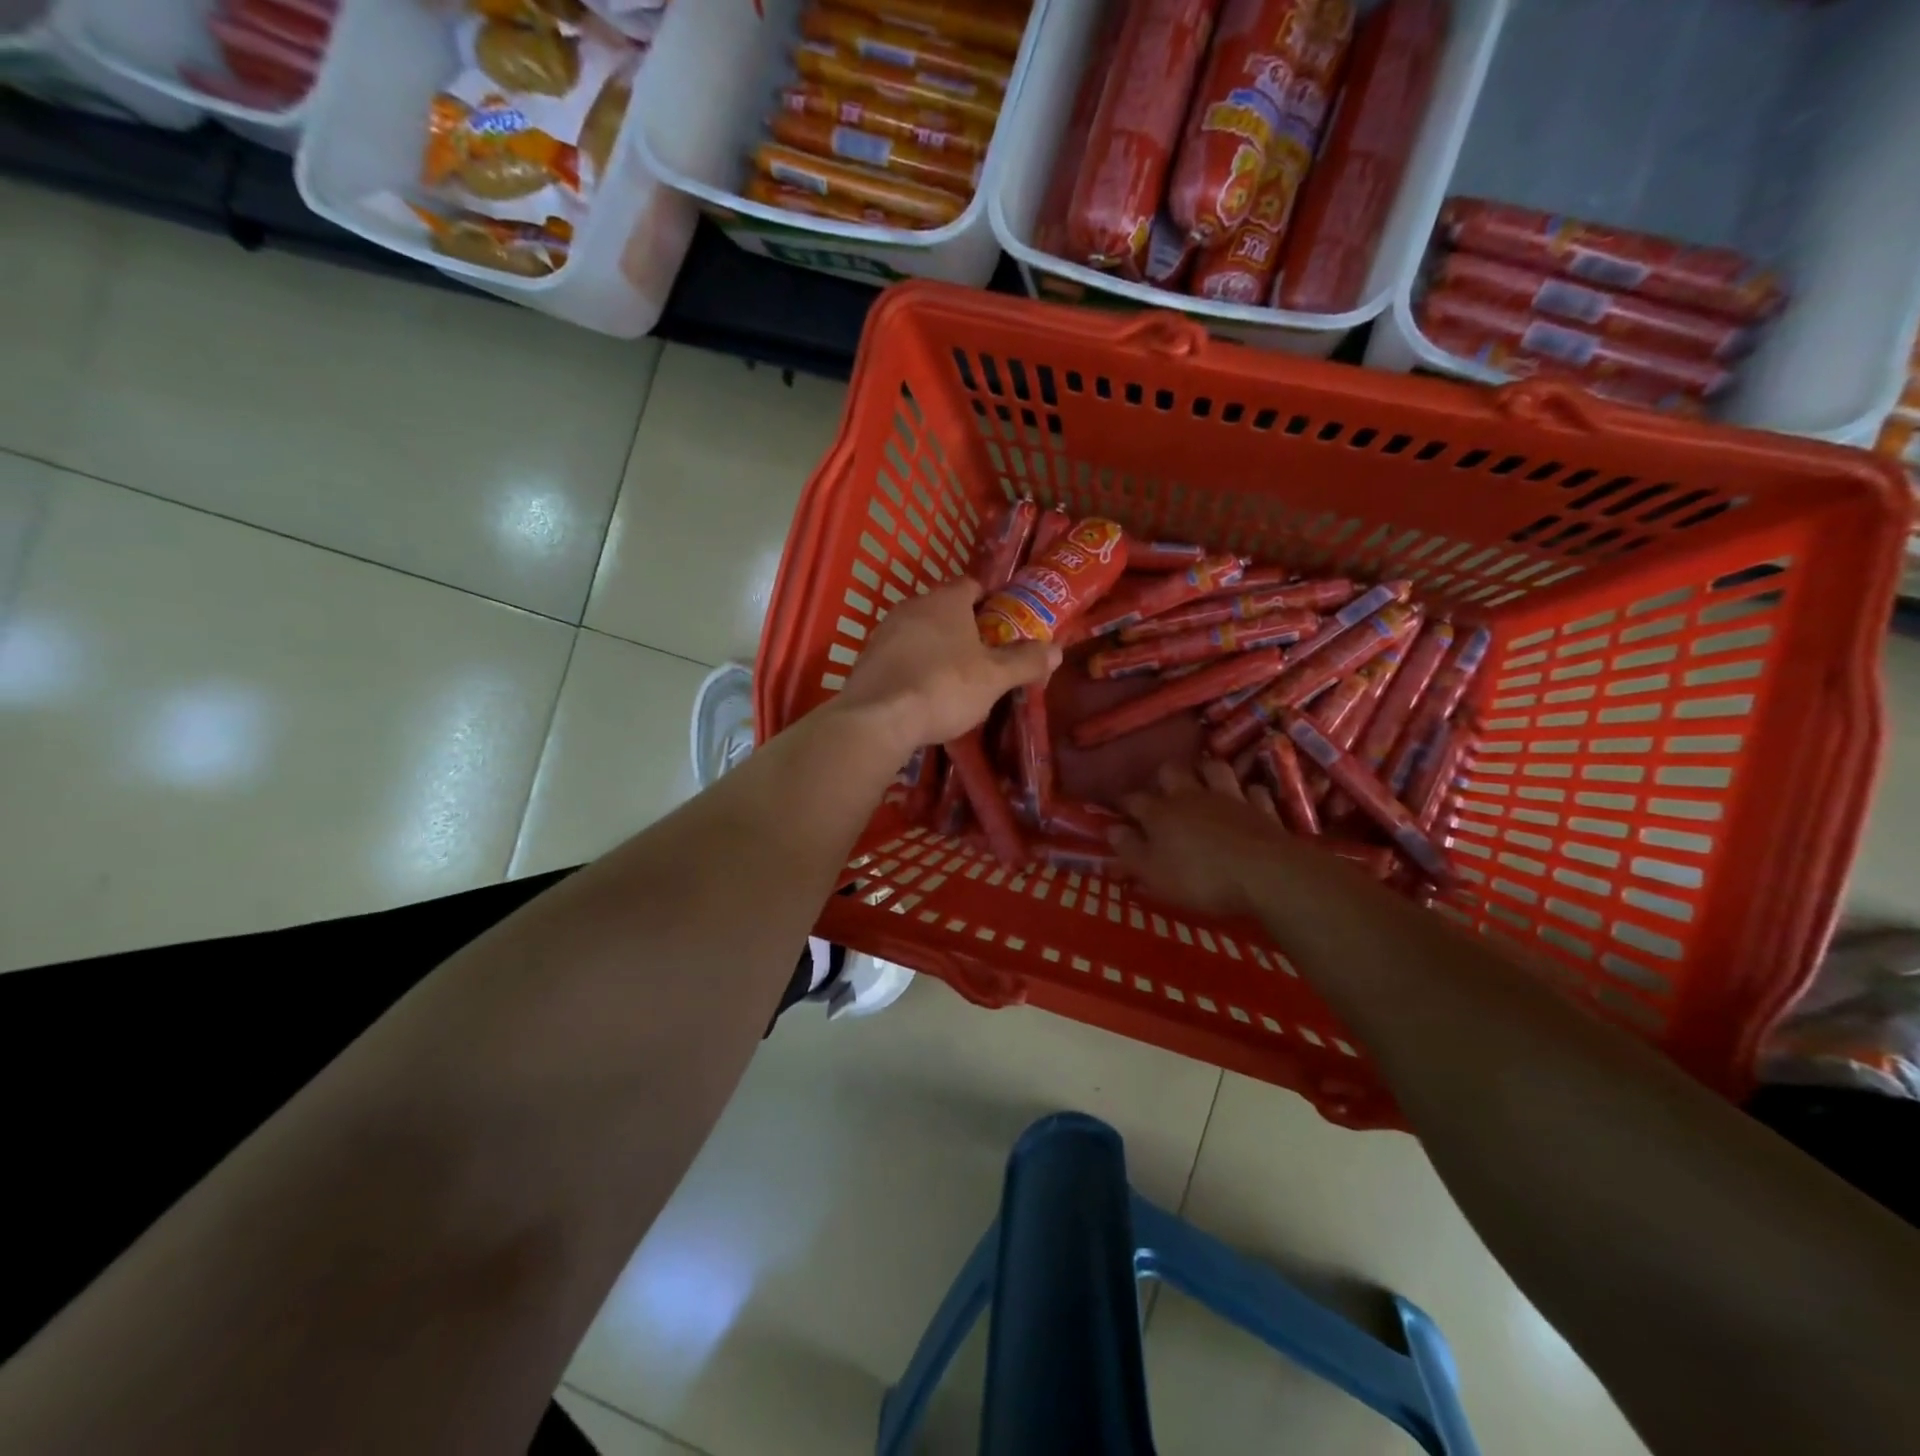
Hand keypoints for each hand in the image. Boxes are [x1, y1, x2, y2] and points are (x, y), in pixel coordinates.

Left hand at [837, 580, 1057, 754]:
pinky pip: (899, 655)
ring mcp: (884, 631)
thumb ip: (1026, 662)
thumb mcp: (994, 678)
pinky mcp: (867, 658)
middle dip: (964, 628)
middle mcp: (912, 606)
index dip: (991, 602)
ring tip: (954, 678)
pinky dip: (913, 667)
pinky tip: (923, 693)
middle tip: (984, 656)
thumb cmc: (944, 687)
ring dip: (936, 648)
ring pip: (920, 632)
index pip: (972, 585)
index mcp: (946, 600)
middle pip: (944, 609)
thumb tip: (1057, 649)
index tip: (1004, 624)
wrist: (878, 718)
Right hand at [1112, 759, 1292, 917]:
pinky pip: (1252, 790)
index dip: (1124, 804)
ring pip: (1214, 769)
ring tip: (1203, 783)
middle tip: (1164, 793)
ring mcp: (1229, 797)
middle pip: (1172, 771)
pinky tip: (1246, 799)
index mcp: (1160, 813)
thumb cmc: (1200, 878)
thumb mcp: (1153, 873)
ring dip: (1207, 773)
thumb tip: (1110, 830)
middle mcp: (1191, 796)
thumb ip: (1129, 850)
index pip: (1134, 800)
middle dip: (1164, 778)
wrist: (1265, 874)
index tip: (1120, 812)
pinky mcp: (1261, 807)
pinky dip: (1247, 793)